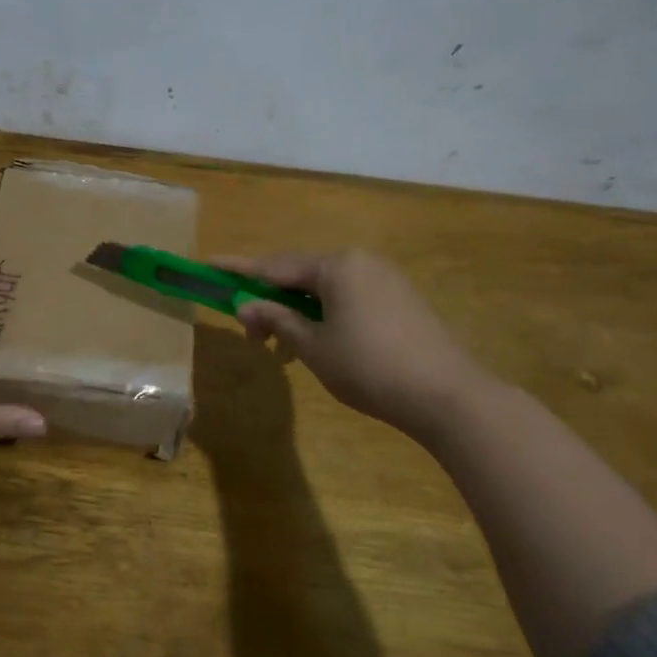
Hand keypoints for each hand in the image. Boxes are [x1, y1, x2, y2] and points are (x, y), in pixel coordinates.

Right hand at [210, 249, 494, 443]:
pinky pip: (348, 297)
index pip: (274, 265)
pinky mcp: (400, 299)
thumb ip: (276, 319)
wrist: (448, 395)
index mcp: (336, 266)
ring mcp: (384, 278)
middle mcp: (360, 261)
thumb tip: (245, 304)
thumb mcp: (313, 346)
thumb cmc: (369, 367)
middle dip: (270, 299)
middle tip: (251, 333)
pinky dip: (324, 314)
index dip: (239, 269)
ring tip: (281, 346)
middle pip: (300, 273)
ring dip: (297, 311)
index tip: (209, 264)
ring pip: (325, 287)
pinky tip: (317, 343)